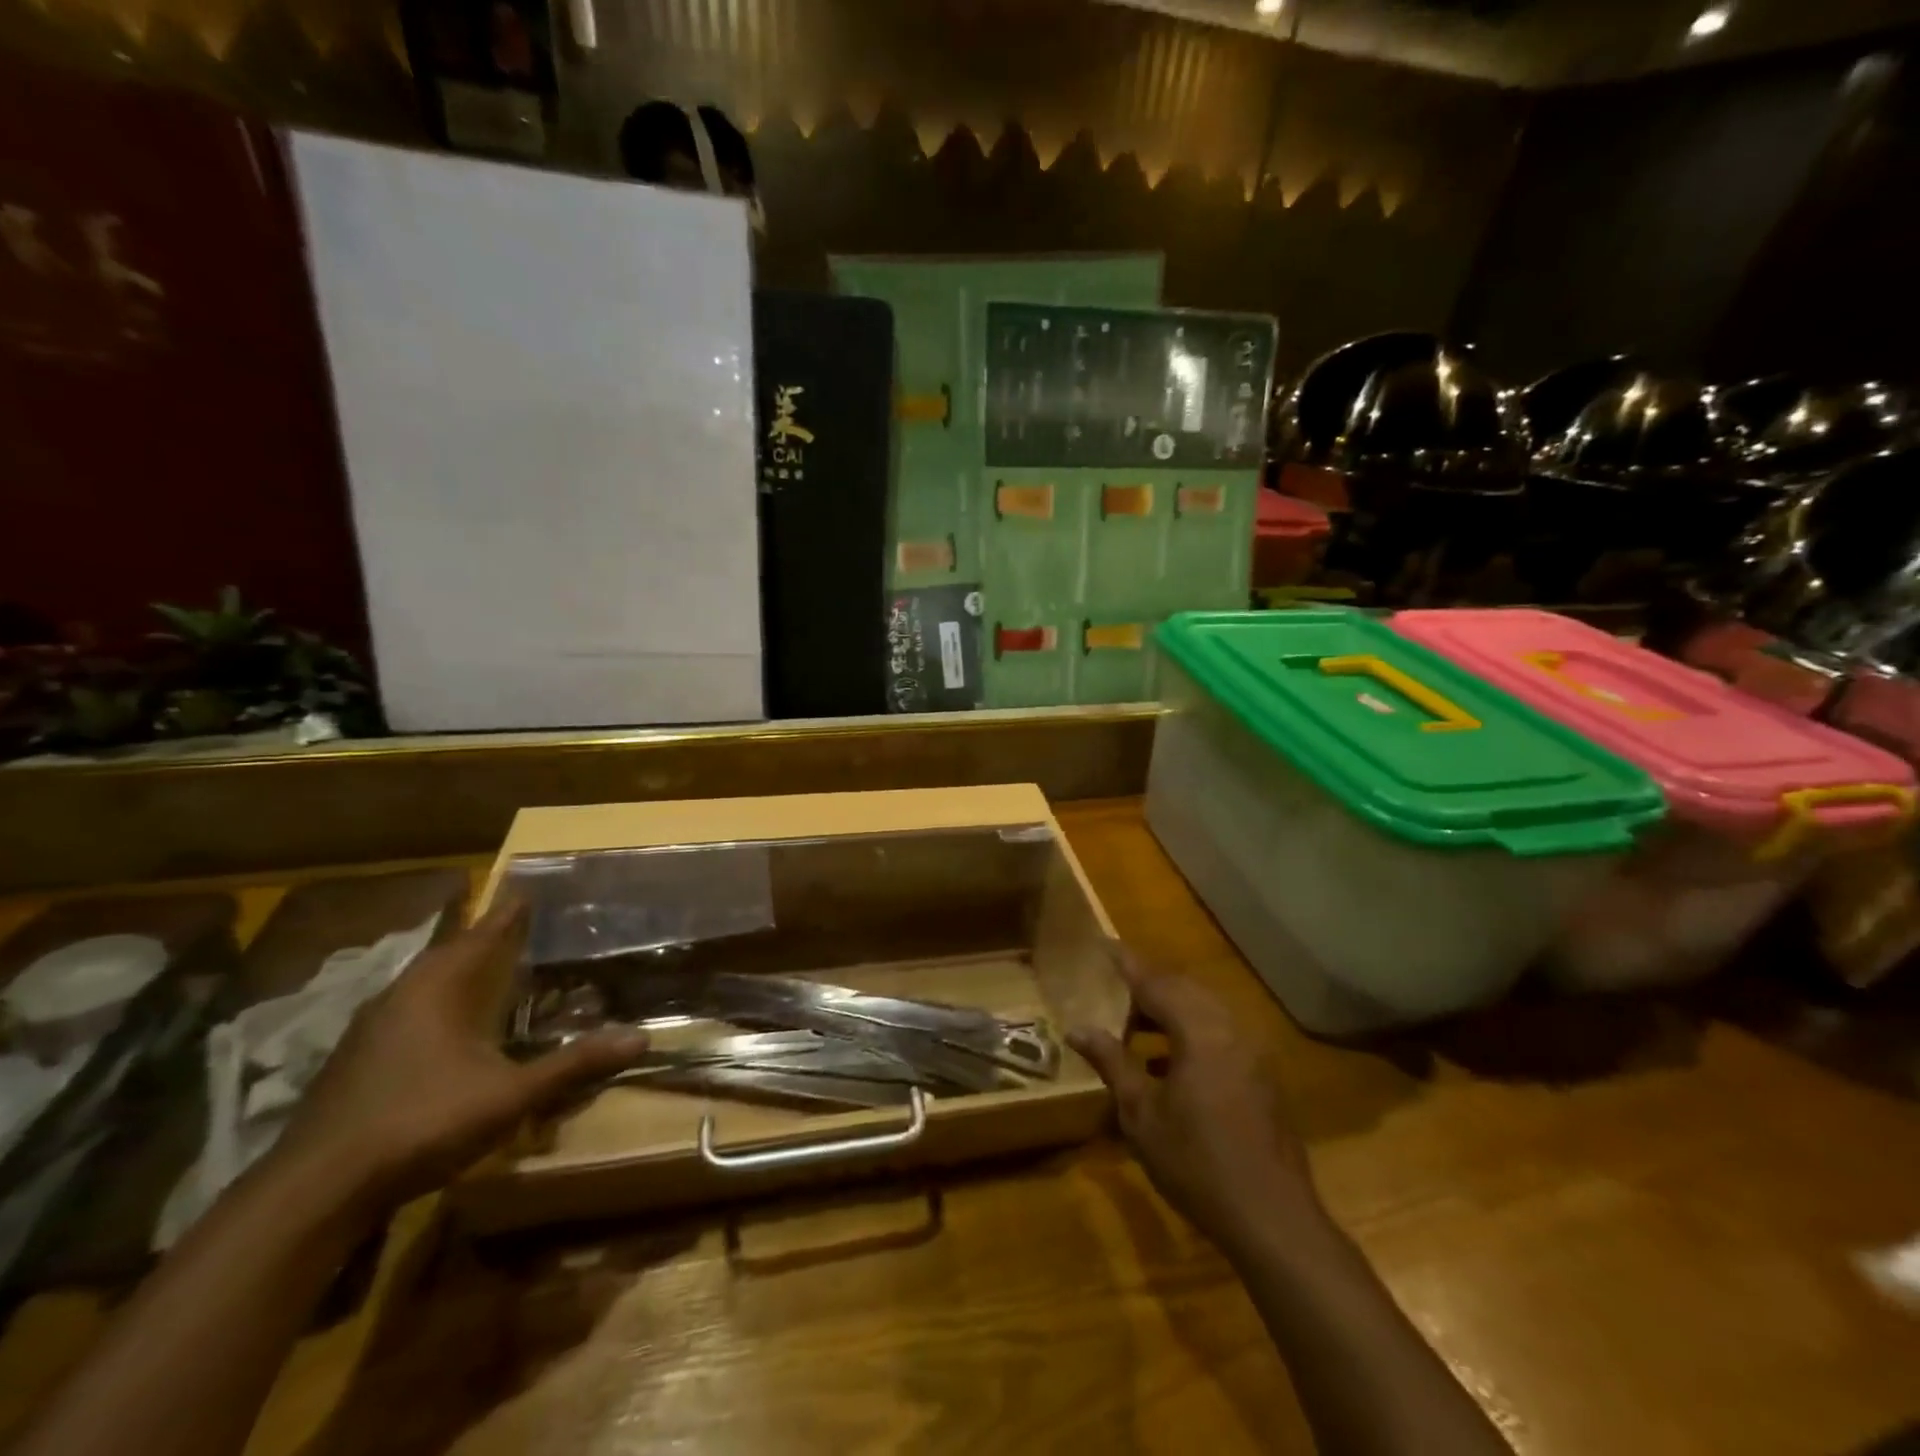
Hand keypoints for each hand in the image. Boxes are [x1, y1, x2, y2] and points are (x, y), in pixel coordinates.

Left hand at [273, 900, 647, 1210]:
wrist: (315, 1191)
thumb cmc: (421, 1123)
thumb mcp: (510, 1095)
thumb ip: (573, 1065)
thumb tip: (640, 1039)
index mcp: (439, 988)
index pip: (482, 934)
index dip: (509, 913)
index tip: (528, 890)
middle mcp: (401, 995)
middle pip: (449, 953)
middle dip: (484, 939)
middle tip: (518, 928)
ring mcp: (370, 1028)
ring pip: (422, 983)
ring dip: (456, 971)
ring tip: (488, 970)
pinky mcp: (354, 1059)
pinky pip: (406, 1010)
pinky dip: (435, 1003)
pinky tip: (446, 1027)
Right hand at [1068, 948, 1321, 1255]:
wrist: (1272, 1219)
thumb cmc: (1197, 1163)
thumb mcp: (1142, 1113)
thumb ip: (1112, 1062)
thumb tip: (1077, 1029)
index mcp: (1200, 1031)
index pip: (1156, 982)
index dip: (1127, 963)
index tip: (1104, 944)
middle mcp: (1230, 1028)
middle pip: (1184, 989)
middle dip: (1148, 985)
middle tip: (1114, 989)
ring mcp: (1252, 1051)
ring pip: (1204, 1010)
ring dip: (1170, 1010)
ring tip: (1135, 1025)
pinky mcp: (1261, 1074)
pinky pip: (1220, 1032)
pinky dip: (1190, 1032)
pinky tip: (1168, 1062)